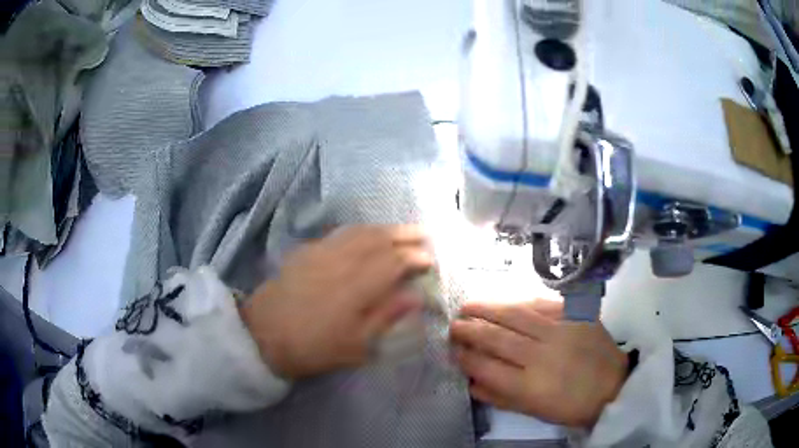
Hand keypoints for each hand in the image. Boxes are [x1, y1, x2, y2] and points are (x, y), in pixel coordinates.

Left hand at [241, 225, 433, 378]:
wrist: (264, 334)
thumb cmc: (313, 347)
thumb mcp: (355, 345)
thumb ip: (385, 317)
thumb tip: (415, 297)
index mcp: (356, 287)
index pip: (393, 262)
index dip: (414, 257)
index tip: (429, 259)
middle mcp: (341, 262)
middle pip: (378, 239)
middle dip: (404, 234)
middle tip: (423, 233)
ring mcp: (322, 252)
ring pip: (359, 231)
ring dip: (383, 228)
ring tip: (400, 230)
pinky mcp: (307, 251)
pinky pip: (339, 233)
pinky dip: (360, 230)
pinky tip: (365, 234)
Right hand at [450, 301, 626, 427]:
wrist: (612, 386)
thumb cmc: (570, 406)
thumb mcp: (533, 411)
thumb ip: (499, 397)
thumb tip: (470, 380)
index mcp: (528, 385)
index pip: (486, 366)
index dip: (465, 355)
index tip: (453, 349)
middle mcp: (541, 355)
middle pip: (497, 337)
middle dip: (470, 329)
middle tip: (454, 324)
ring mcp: (560, 331)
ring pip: (516, 314)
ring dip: (488, 308)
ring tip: (469, 306)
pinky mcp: (575, 315)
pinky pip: (542, 304)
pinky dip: (520, 302)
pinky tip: (506, 301)